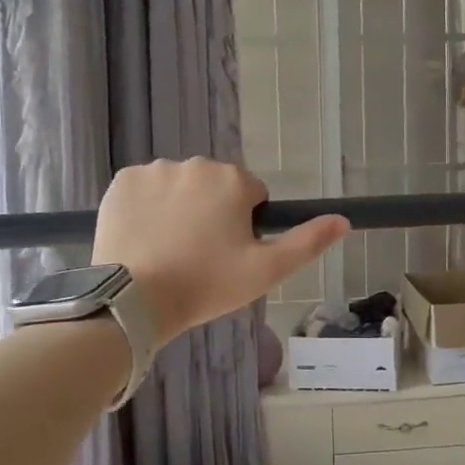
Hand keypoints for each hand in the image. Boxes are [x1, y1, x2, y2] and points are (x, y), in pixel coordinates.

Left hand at [92, 159, 348, 343]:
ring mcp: (154, 170)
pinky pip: (145, 189)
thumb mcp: (266, 270)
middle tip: (201, 255)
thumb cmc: (207, 285)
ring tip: (170, 250)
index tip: (230, 254)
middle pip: (214, 187)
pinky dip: (148, 207)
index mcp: (232, 180)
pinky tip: (145, 238)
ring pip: (180, 187)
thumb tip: (343, 219)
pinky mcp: (121, 181)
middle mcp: (195, 164)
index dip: (245, 225)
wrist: (135, 300)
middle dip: (213, 212)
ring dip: (181, 208)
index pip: (251, 195)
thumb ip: (307, 242)